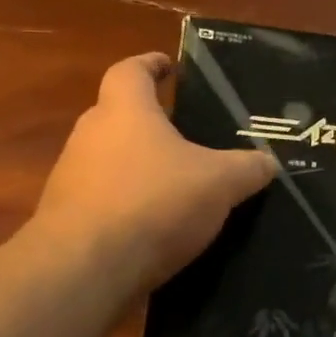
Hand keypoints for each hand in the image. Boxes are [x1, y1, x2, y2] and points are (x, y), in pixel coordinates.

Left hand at [30, 52, 276, 290]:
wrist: (84, 271)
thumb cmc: (154, 203)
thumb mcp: (220, 182)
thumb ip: (248, 168)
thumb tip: (269, 162)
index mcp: (125, 112)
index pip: (130, 71)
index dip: (151, 64)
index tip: (170, 67)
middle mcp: (90, 137)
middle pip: (118, 116)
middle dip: (150, 122)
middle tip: (188, 135)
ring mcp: (72, 180)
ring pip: (110, 161)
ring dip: (139, 168)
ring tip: (179, 185)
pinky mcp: (66, 221)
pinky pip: (104, 202)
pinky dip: (129, 207)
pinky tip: (158, 228)